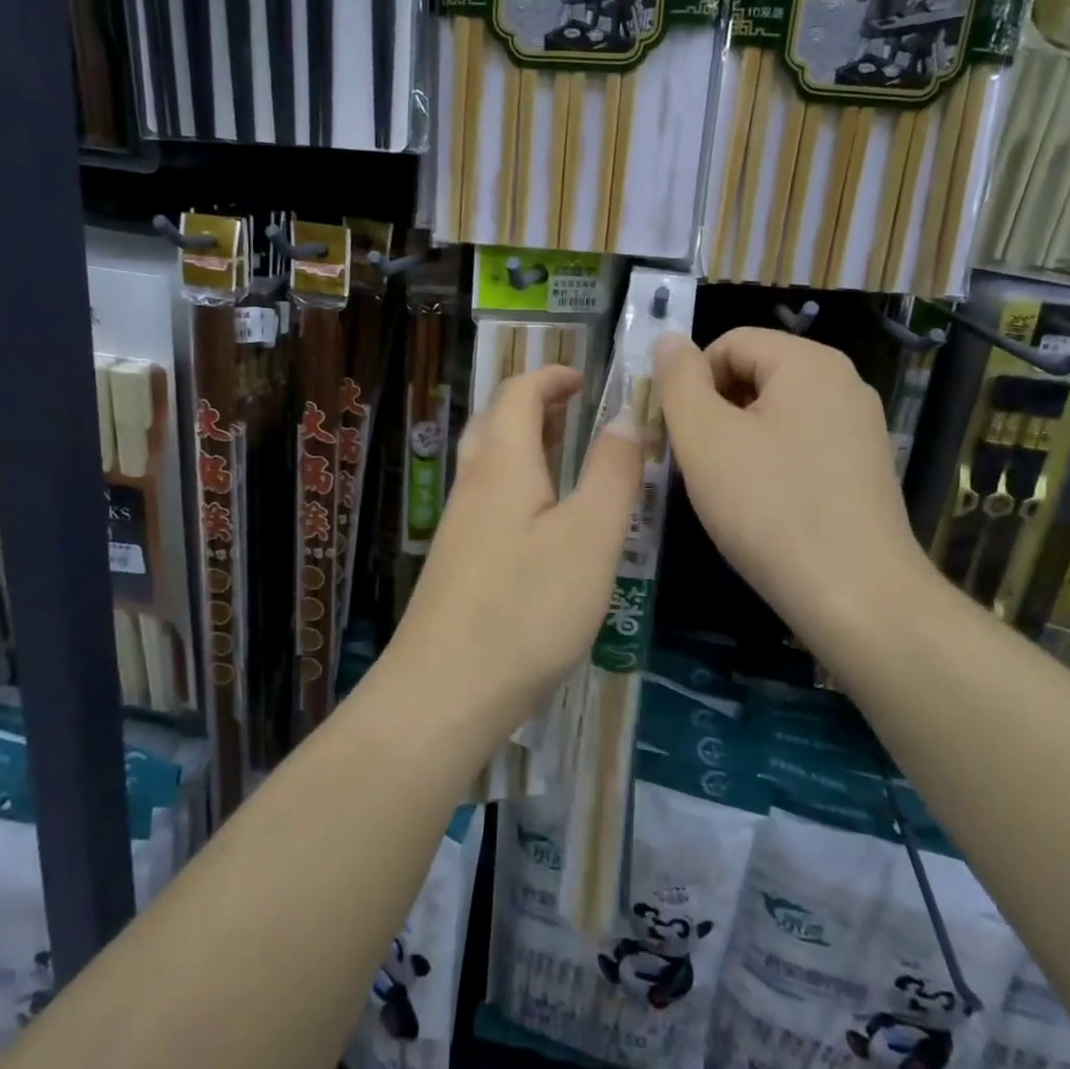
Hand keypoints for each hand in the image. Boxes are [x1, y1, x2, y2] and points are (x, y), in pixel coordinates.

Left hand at [388, 366, 640, 728]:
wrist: (445, 691)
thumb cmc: (527, 608)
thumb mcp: (591, 537)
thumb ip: (612, 473)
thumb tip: (624, 417)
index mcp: (504, 464)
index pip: (519, 393)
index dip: (551, 377)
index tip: (585, 379)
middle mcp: (473, 485)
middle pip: (496, 422)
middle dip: (534, 406)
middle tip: (575, 413)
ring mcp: (459, 526)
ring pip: (488, 464)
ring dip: (524, 446)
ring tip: (565, 461)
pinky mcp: (457, 563)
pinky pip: (487, 501)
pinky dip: (517, 486)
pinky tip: (542, 525)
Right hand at [655, 329, 933, 640]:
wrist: (856, 597)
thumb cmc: (769, 507)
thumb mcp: (704, 437)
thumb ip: (679, 380)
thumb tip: (669, 340)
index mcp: (809, 362)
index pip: (729, 343)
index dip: (690, 381)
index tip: (674, 432)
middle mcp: (843, 383)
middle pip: (754, 374)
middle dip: (713, 411)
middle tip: (693, 464)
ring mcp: (859, 427)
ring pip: (774, 413)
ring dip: (736, 440)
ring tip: (724, 489)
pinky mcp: (863, 468)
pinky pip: (800, 445)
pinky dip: (769, 463)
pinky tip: (761, 506)